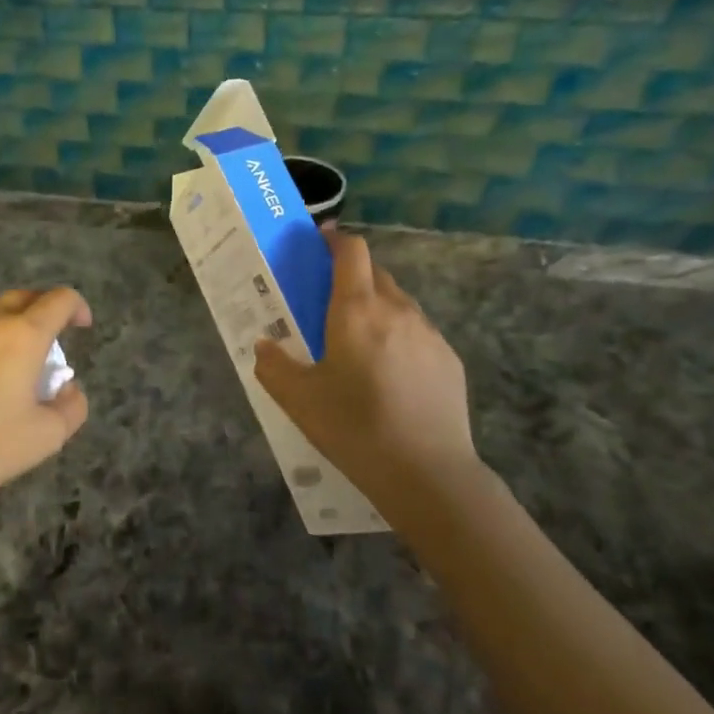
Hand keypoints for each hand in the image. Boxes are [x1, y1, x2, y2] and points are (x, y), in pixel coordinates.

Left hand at [0, 287, 91, 534]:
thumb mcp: (45, 438)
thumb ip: (71, 408)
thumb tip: (68, 389)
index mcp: (21, 336)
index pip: (58, 300)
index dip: (78, 307)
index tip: (84, 327)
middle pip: (23, 298)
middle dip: (45, 311)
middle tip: (55, 343)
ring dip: (14, 333)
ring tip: (19, 375)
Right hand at [254, 229, 481, 519]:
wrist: (427, 473)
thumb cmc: (354, 428)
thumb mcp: (298, 400)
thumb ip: (274, 366)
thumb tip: (264, 345)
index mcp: (357, 310)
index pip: (352, 252)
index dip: (336, 240)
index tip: (321, 242)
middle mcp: (397, 310)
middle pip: (376, 273)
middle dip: (353, 275)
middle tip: (330, 301)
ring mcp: (429, 334)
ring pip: (400, 303)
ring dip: (378, 307)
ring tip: (360, 341)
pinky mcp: (449, 360)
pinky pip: (419, 333)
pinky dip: (400, 337)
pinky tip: (392, 374)